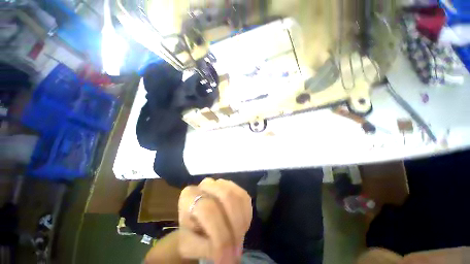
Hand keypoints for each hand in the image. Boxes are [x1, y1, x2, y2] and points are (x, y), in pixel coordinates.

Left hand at [178, 178, 252, 263]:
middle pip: (226, 196)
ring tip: (239, 238)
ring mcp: (221, 182)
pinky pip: (244, 196)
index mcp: (189, 196)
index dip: (220, 235)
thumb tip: (228, 255)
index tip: (227, 259)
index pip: (208, 210)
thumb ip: (206, 247)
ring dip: (242, 220)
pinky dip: (247, 213)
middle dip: (235, 225)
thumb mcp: (191, 244)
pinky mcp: (233, 185)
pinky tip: (242, 226)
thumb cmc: (192, 233)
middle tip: (237, 249)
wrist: (197, 220)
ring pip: (237, 195)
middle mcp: (205, 184)